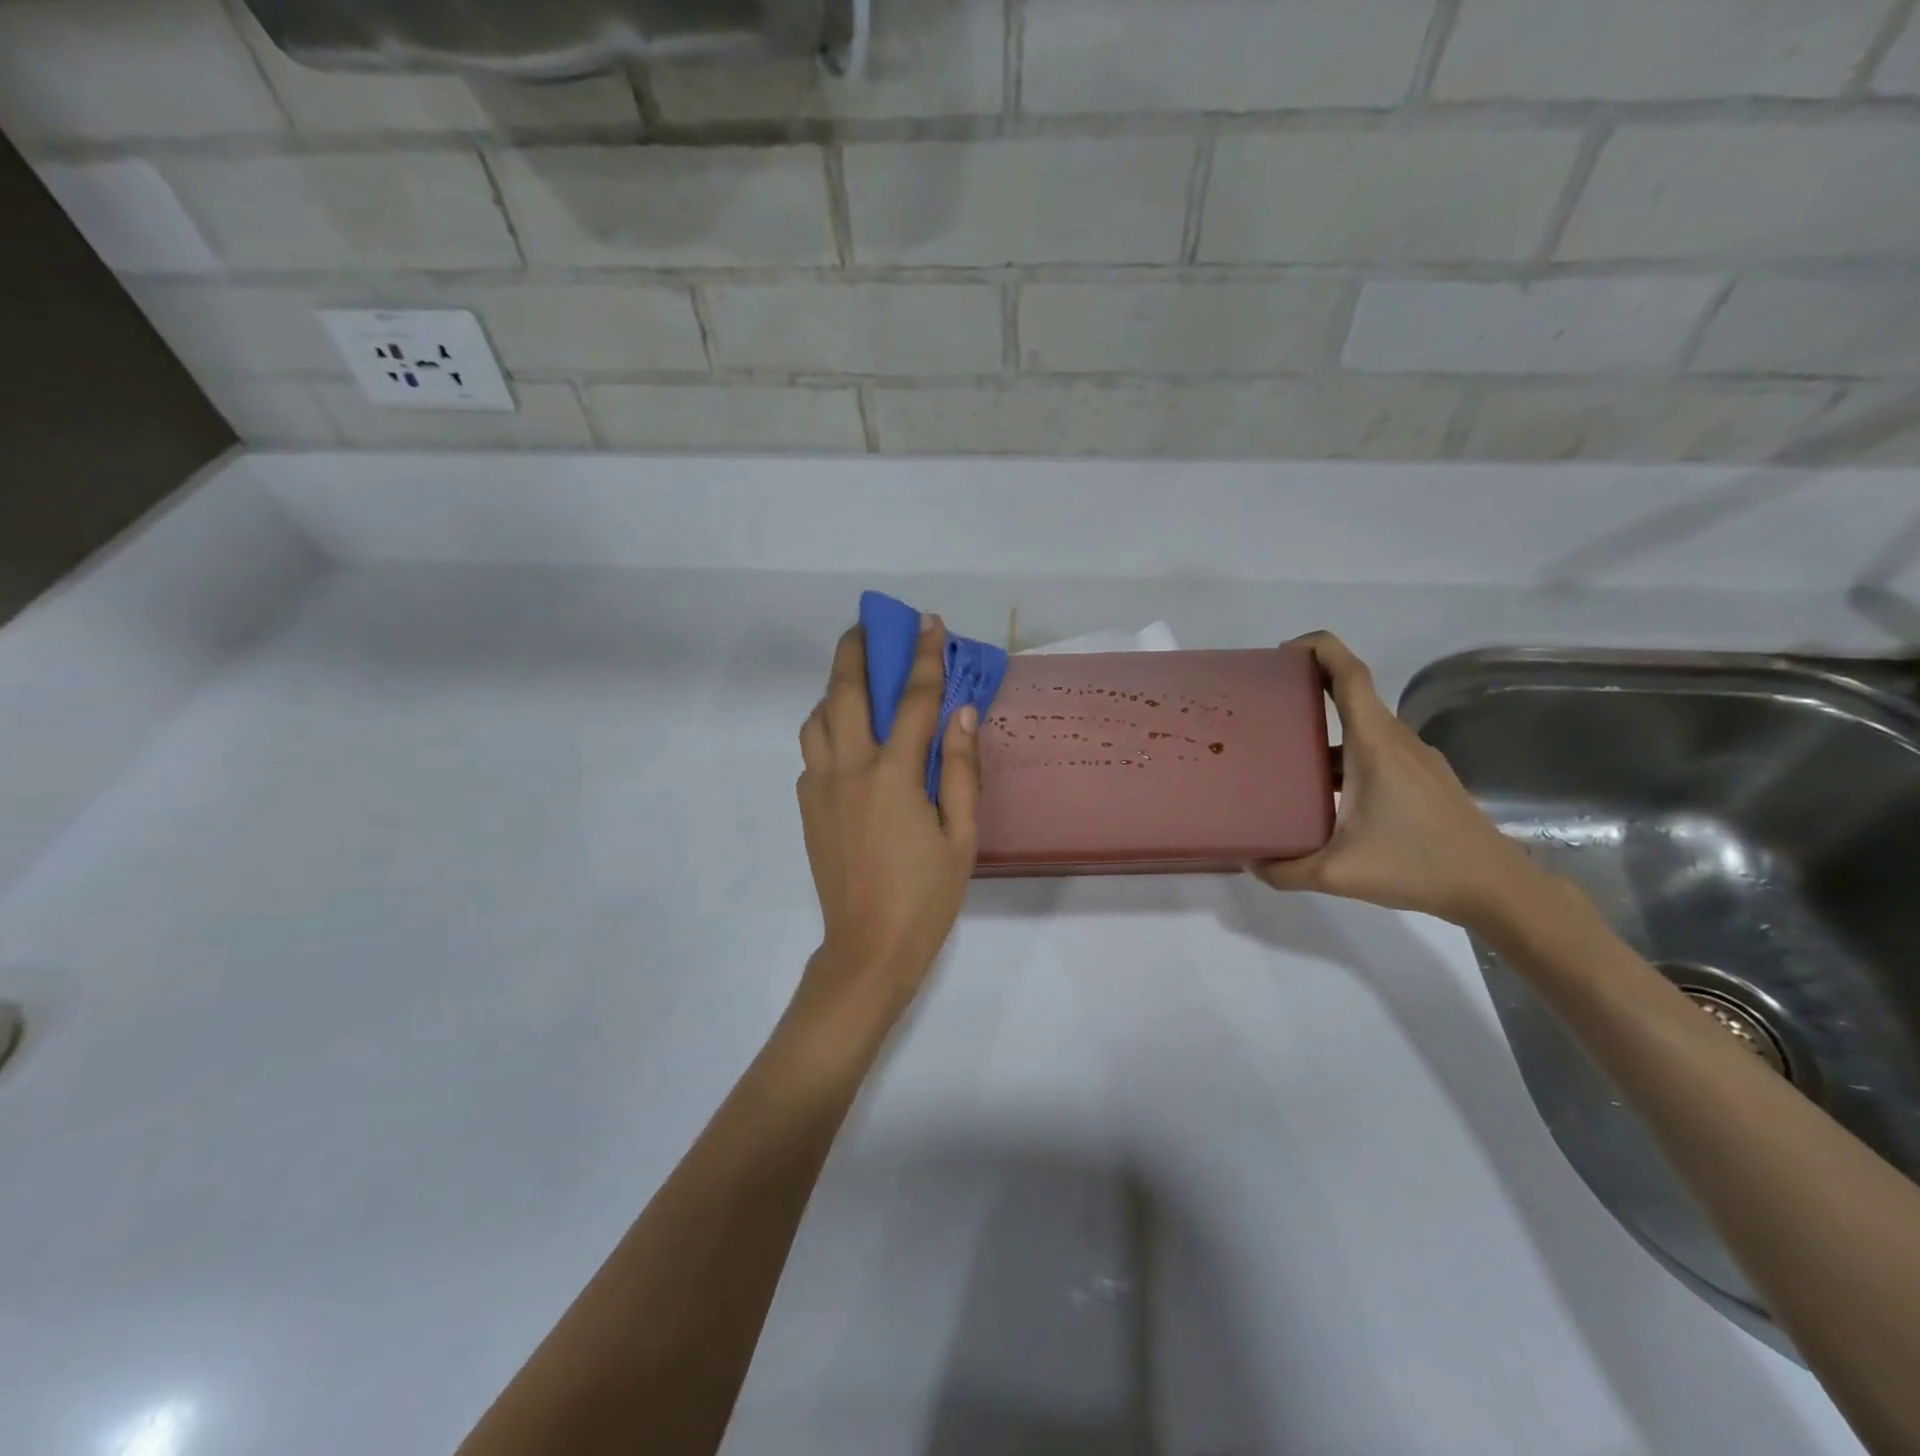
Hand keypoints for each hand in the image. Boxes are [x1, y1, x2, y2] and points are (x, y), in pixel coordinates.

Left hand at [791, 615, 980, 1033]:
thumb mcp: (961, 836)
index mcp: (893, 775)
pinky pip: (813, 750)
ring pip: (816, 718)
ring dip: (834, 690)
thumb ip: (962, 770)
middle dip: (856, 651)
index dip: (924, 657)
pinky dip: (828, 728)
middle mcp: (848, 769)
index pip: (912, 700)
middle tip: (870, 627)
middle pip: (843, 692)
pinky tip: (850, 742)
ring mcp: (819, 786)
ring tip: (858, 685)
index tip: (928, 623)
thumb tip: (962, 714)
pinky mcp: (806, 806)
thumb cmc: (926, 895)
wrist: (867, 948)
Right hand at [1254, 632, 1541, 927]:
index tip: (1283, 652)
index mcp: (1374, 744)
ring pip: (1363, 726)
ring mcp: (1414, 758)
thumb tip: (1250, 864)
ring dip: (1326, 728)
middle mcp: (1395, 740)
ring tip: (1285, 752)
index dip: (1319, 649)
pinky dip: (1345, 753)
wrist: (1494, 887)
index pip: (1349, 674)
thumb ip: (1286, 869)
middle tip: (1266, 704)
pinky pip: (1376, 749)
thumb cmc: (1417, 865)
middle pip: (1352, 693)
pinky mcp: (1423, 777)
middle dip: (1309, 688)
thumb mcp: (1338, 874)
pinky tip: (1326, 789)